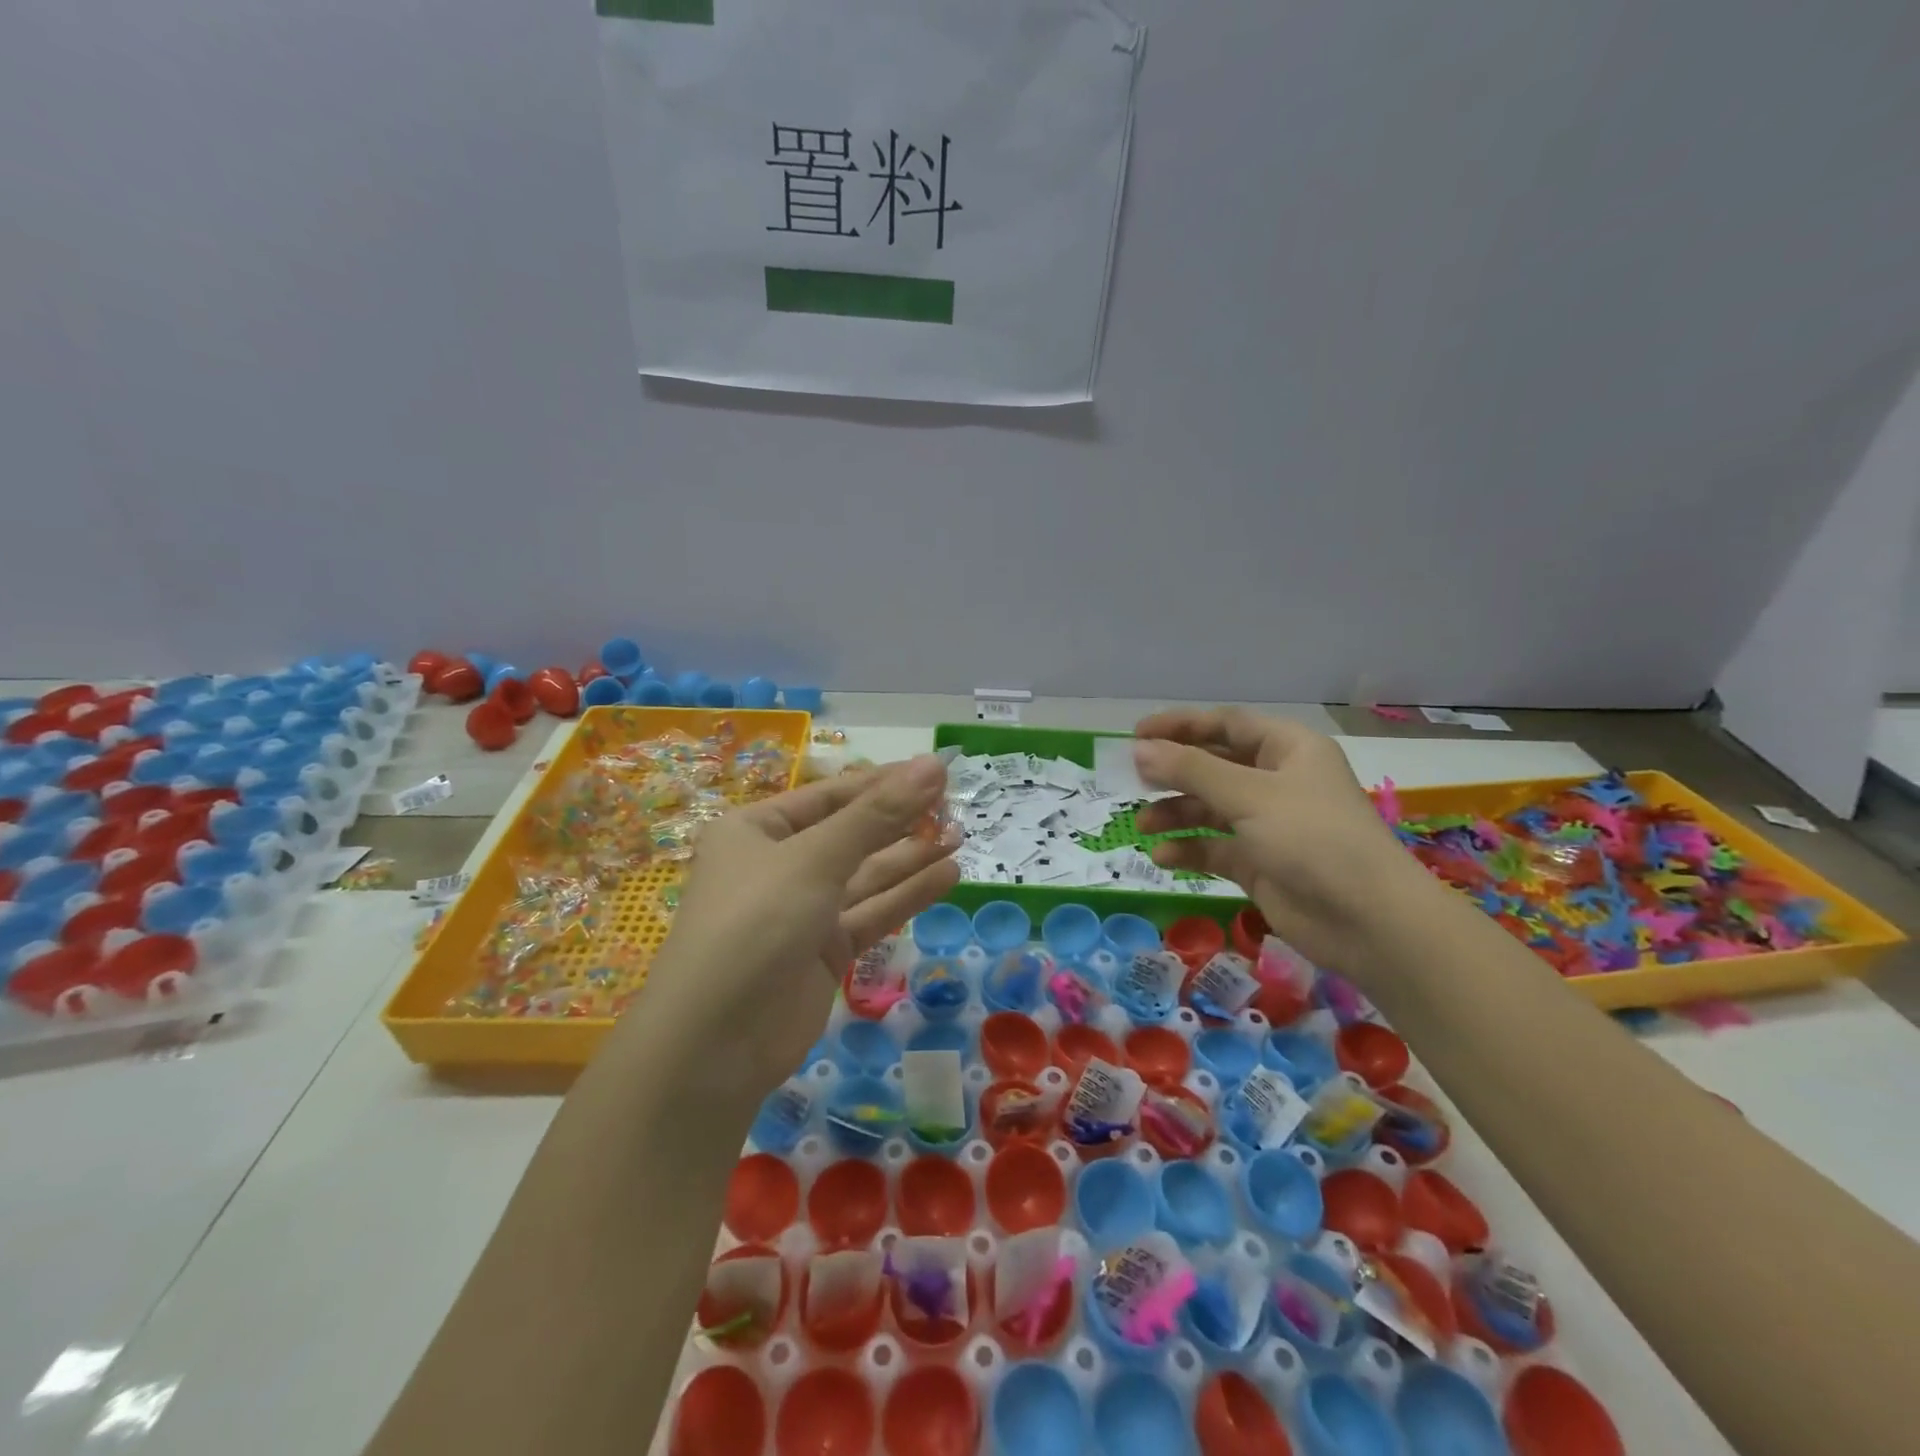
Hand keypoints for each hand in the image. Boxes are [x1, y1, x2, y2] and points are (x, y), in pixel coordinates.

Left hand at [638, 755, 958, 1093]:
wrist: (716, 1044)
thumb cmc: (756, 923)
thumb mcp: (815, 859)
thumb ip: (878, 815)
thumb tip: (932, 764)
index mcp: (757, 830)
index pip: (831, 795)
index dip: (884, 782)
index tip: (936, 772)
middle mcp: (779, 866)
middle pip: (851, 835)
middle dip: (901, 821)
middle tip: (955, 806)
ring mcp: (802, 912)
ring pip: (866, 876)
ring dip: (911, 857)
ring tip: (960, 837)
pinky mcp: (824, 953)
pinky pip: (871, 914)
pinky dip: (907, 896)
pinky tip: (948, 876)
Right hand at [1132, 708, 1427, 969]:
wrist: (1368, 921)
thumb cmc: (1312, 838)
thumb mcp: (1248, 796)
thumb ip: (1190, 770)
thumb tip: (1138, 749)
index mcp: (1287, 749)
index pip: (1226, 724)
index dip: (1180, 725)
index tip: (1136, 735)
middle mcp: (1277, 780)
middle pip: (1214, 765)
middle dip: (1174, 773)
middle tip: (1133, 780)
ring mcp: (1268, 824)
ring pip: (1210, 807)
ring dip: (1176, 813)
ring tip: (1143, 825)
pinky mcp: (1260, 862)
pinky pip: (1215, 847)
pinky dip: (1189, 849)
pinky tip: (1164, 857)